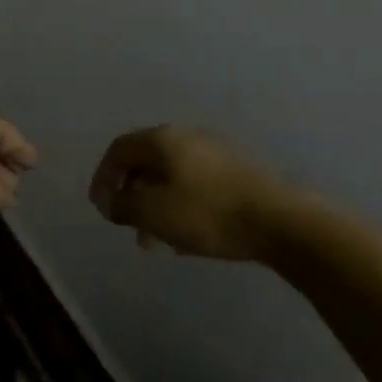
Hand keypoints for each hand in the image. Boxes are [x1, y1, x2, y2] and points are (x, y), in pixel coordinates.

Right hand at [88, 126, 299, 261]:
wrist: (279, 221)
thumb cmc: (207, 213)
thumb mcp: (153, 212)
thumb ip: (122, 204)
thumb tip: (109, 201)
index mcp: (164, 140)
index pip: (119, 149)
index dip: (103, 177)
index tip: (102, 209)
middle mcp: (188, 139)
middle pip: (146, 163)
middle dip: (131, 196)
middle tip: (128, 227)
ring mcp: (215, 155)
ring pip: (171, 179)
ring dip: (155, 208)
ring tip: (156, 242)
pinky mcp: (236, 175)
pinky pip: (195, 189)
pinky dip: (180, 210)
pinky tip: (185, 241)